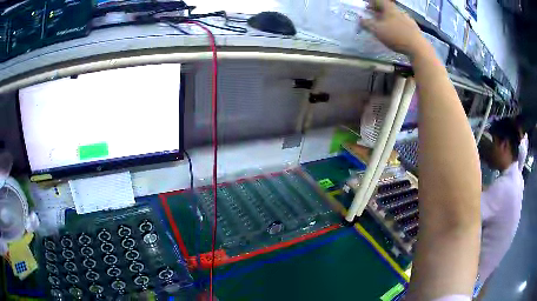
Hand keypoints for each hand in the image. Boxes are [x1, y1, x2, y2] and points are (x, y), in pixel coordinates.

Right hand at [361, 0, 427, 56]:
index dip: (371, 2)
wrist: (418, 47)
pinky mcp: (414, 28)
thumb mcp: (377, 30)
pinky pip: (402, 23)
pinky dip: (396, 24)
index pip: (378, 0)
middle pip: (387, 7)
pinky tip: (396, 32)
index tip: (366, 7)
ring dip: (388, 18)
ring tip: (384, 25)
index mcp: (389, 8)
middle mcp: (399, 10)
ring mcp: (408, 19)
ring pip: (395, 15)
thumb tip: (360, 20)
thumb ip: (367, 24)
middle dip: (379, 11)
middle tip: (373, 16)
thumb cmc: (395, 36)